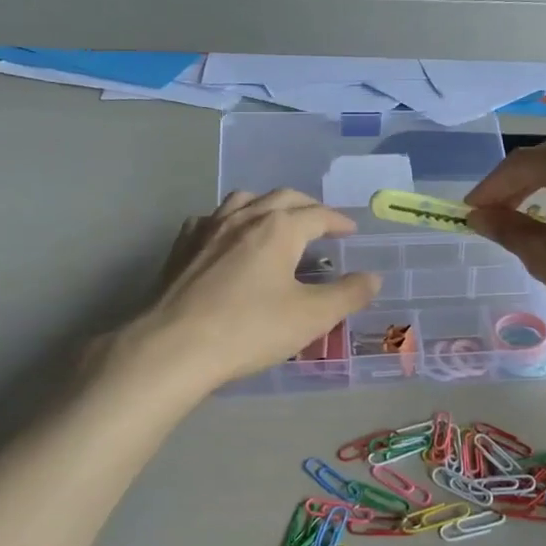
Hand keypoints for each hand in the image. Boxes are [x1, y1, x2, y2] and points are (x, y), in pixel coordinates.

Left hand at [128, 189, 379, 389]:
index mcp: (279, 228)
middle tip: (321, 224)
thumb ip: (347, 294)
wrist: (173, 347)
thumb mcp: (311, 317)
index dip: (339, 222)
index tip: (351, 232)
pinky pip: (211, 220)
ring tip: (277, 223)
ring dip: (267, 206)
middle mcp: (244, 217)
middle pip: (282, 198)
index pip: (318, 215)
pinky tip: (228, 240)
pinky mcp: (182, 247)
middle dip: (307, 207)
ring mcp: (208, 228)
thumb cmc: (250, 329)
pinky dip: (230, 222)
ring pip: (243, 201)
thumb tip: (372, 277)